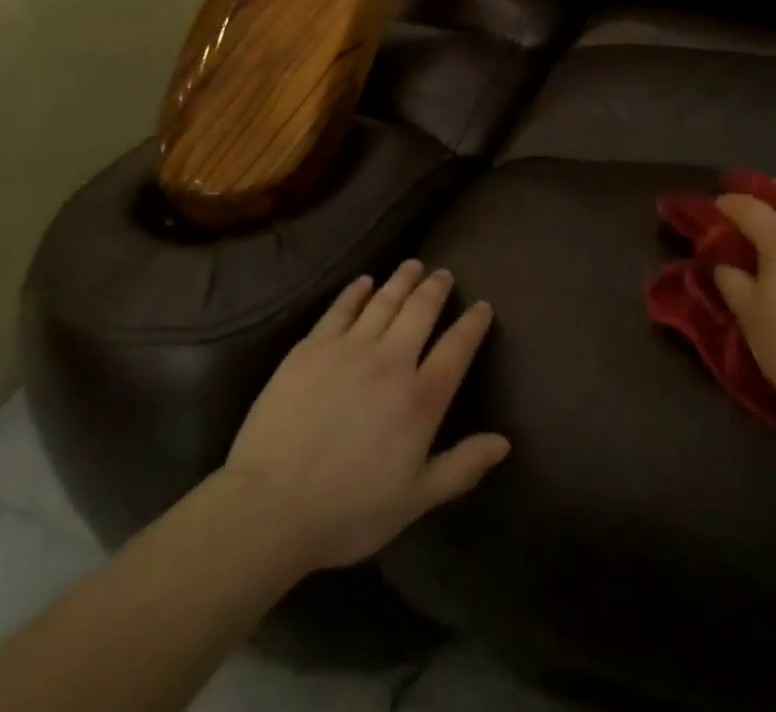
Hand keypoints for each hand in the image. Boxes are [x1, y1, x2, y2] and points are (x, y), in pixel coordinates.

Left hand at [221, 261, 509, 571]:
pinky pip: (341, 308)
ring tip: (413, 265)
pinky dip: (356, 291)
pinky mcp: (312, 346)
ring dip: (401, 280)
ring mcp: (349, 348)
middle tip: (444, 273)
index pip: (456, 349)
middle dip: (435, 289)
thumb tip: (504, 442)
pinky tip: (364, 281)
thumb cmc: (348, 511)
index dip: (473, 324)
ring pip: (383, 301)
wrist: (271, 505)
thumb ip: (461, 467)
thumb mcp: (415, 500)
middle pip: (420, 312)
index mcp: (420, 399)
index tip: (483, 306)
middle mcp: (390, 361)